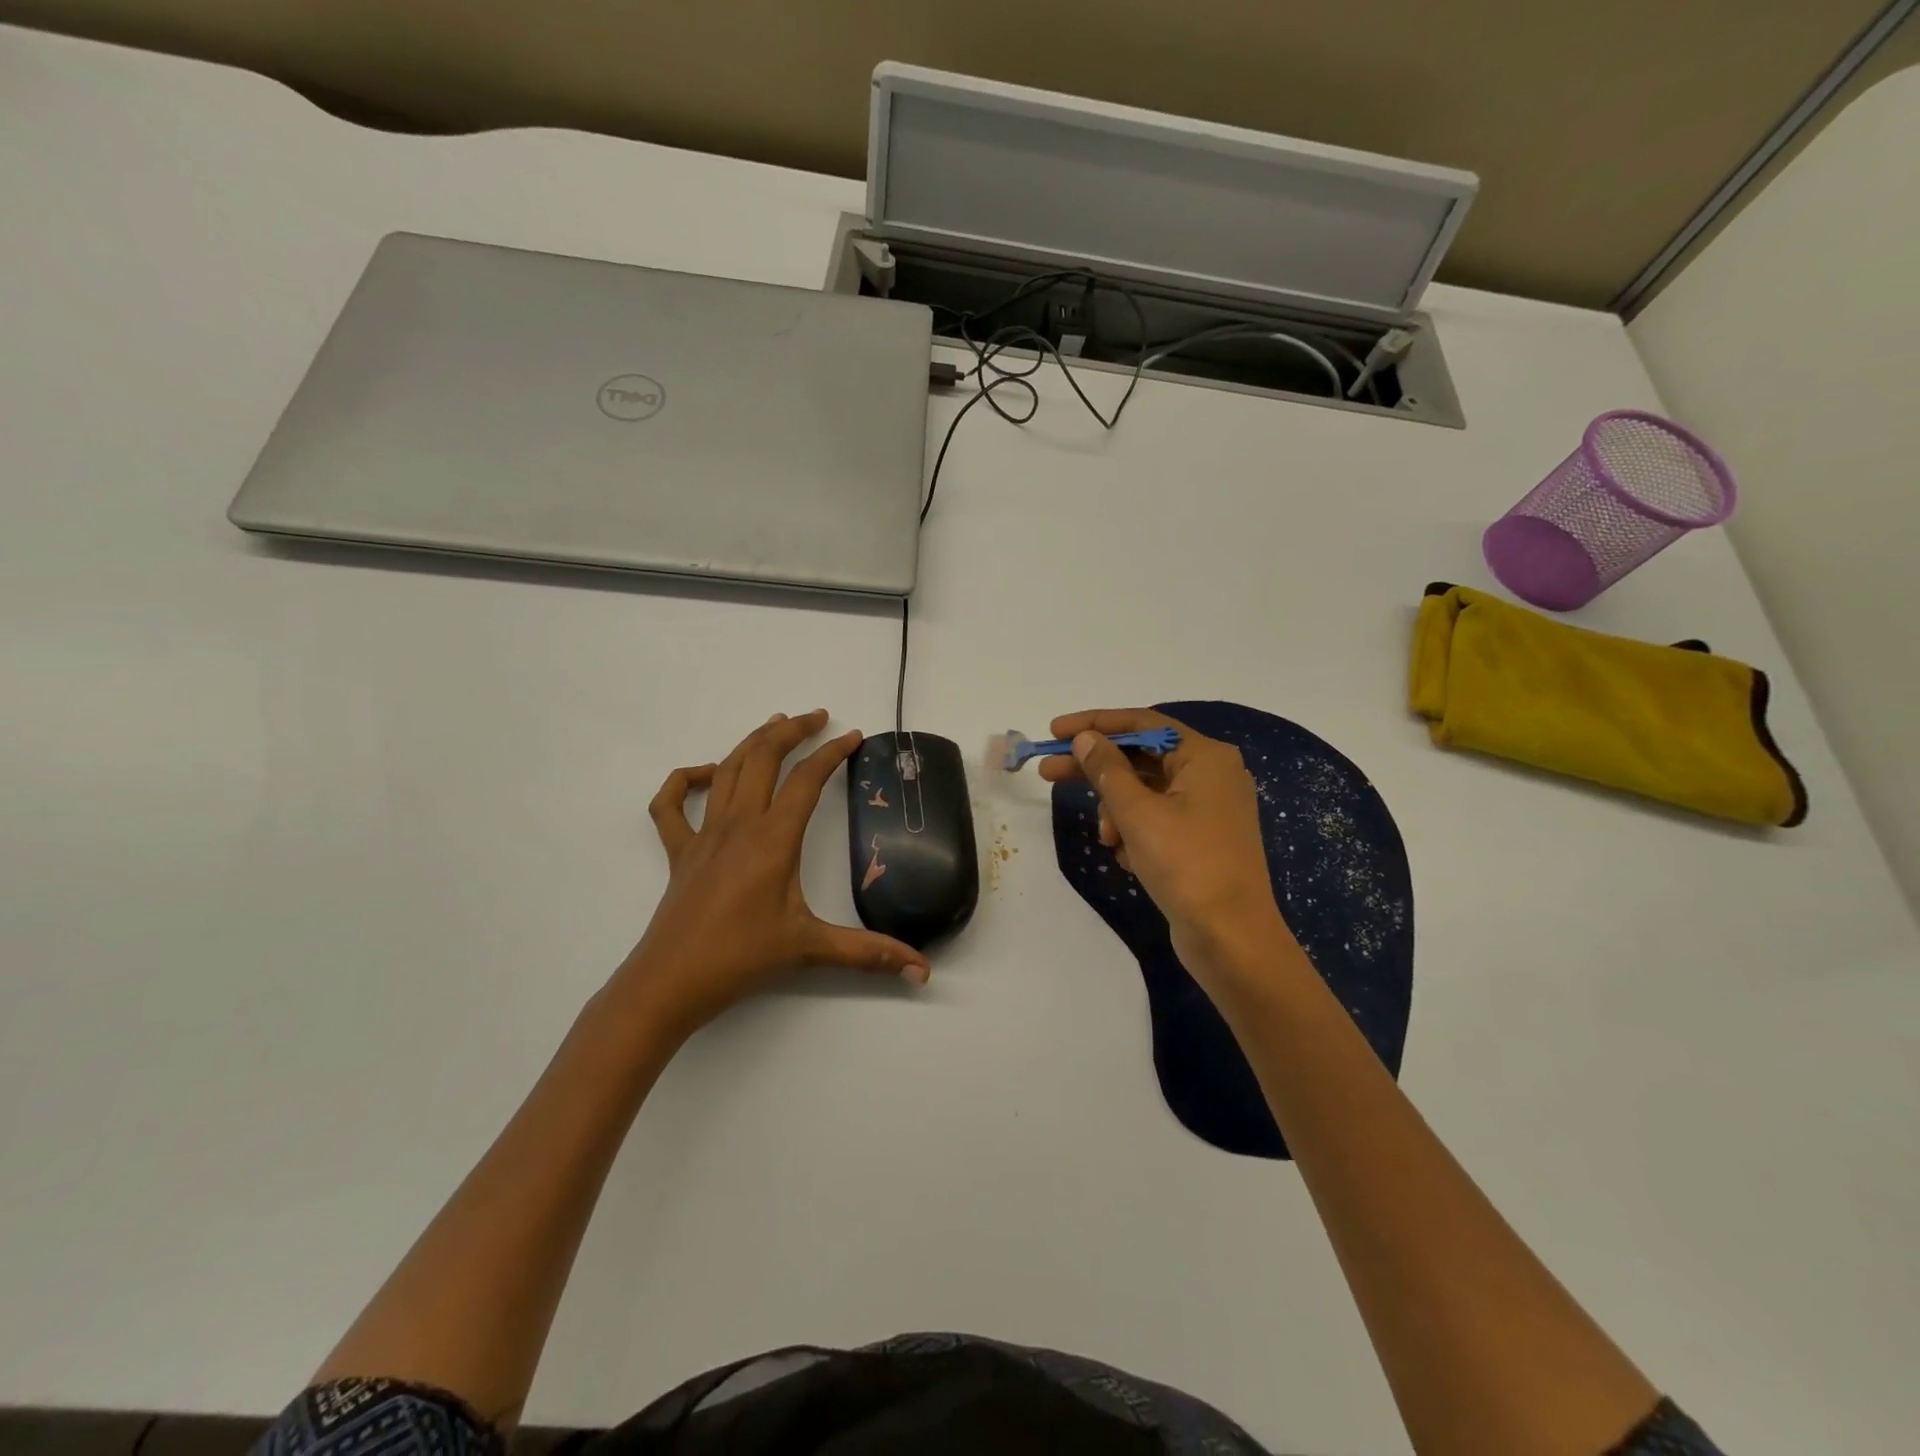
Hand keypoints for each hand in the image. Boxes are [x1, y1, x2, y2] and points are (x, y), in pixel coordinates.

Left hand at [613, 710, 930, 1038]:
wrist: (670, 983)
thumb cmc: (741, 959)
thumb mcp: (810, 949)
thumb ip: (869, 953)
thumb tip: (921, 970)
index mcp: (773, 839)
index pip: (807, 779)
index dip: (832, 752)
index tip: (854, 737)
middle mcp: (738, 825)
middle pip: (762, 757)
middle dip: (792, 730)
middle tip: (817, 717)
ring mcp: (703, 835)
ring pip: (726, 769)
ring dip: (751, 742)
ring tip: (775, 725)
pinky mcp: (679, 852)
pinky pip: (671, 804)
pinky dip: (685, 778)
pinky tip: (704, 773)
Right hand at [1039, 708, 1293, 982]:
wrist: (1231, 938)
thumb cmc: (1186, 865)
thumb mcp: (1137, 813)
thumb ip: (1107, 769)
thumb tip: (1086, 738)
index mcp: (1205, 756)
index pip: (1142, 724)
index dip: (1095, 724)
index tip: (1055, 731)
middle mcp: (1212, 774)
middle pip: (1141, 758)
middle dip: (1096, 770)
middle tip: (1048, 773)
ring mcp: (1209, 808)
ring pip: (1145, 793)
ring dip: (1117, 811)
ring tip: (1108, 839)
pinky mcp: (1203, 839)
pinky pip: (1157, 820)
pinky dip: (1135, 832)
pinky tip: (1128, 858)